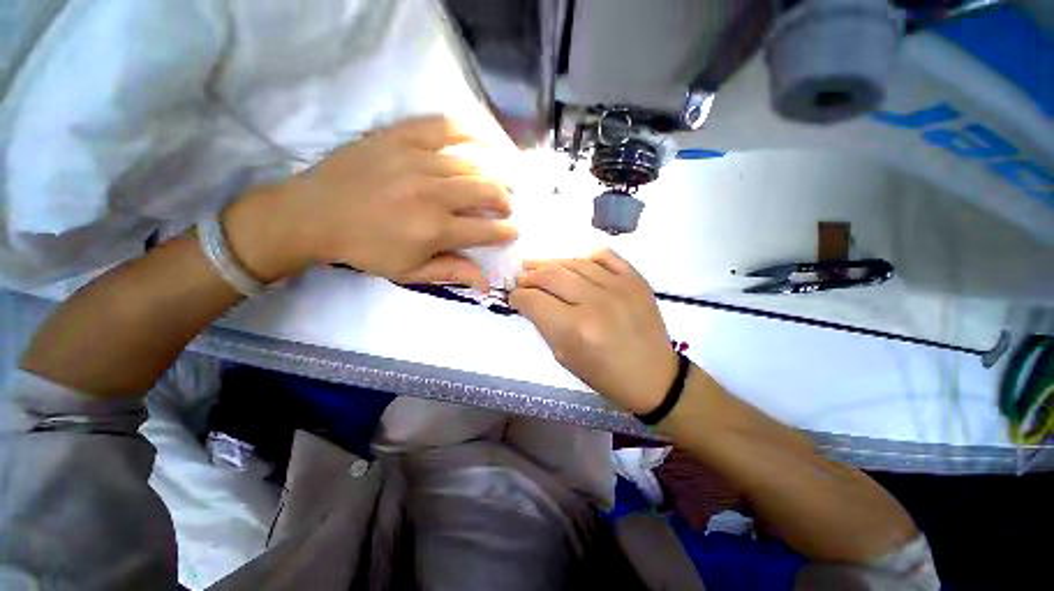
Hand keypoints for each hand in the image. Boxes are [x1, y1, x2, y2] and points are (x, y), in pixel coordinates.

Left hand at [225, 116, 517, 289]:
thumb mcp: (410, 272)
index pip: (487, 230)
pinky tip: (480, 140)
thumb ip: (452, 272)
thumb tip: (486, 284)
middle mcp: (434, 194)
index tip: (511, 231)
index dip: (505, 232)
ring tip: (496, 181)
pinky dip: (468, 132)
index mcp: (436, 229)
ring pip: (472, 164)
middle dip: (505, 201)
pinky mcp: (400, 137)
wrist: (313, 214)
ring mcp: (418, 160)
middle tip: (506, 207)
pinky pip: (444, 127)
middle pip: (488, 191)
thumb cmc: (365, 248)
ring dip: (493, 175)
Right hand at [510, 250, 678, 413]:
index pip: (534, 301)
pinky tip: (575, 264)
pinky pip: (605, 256)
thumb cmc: (604, 374)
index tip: (515, 297)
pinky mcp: (635, 280)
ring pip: (574, 262)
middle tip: (522, 280)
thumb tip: (530, 301)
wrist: (652, 376)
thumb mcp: (564, 357)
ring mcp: (618, 287)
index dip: (518, 297)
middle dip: (529, 277)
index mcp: (575, 329)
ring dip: (551, 263)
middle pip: (551, 276)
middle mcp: (595, 303)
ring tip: (538, 266)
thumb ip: (545, 324)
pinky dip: (586, 257)